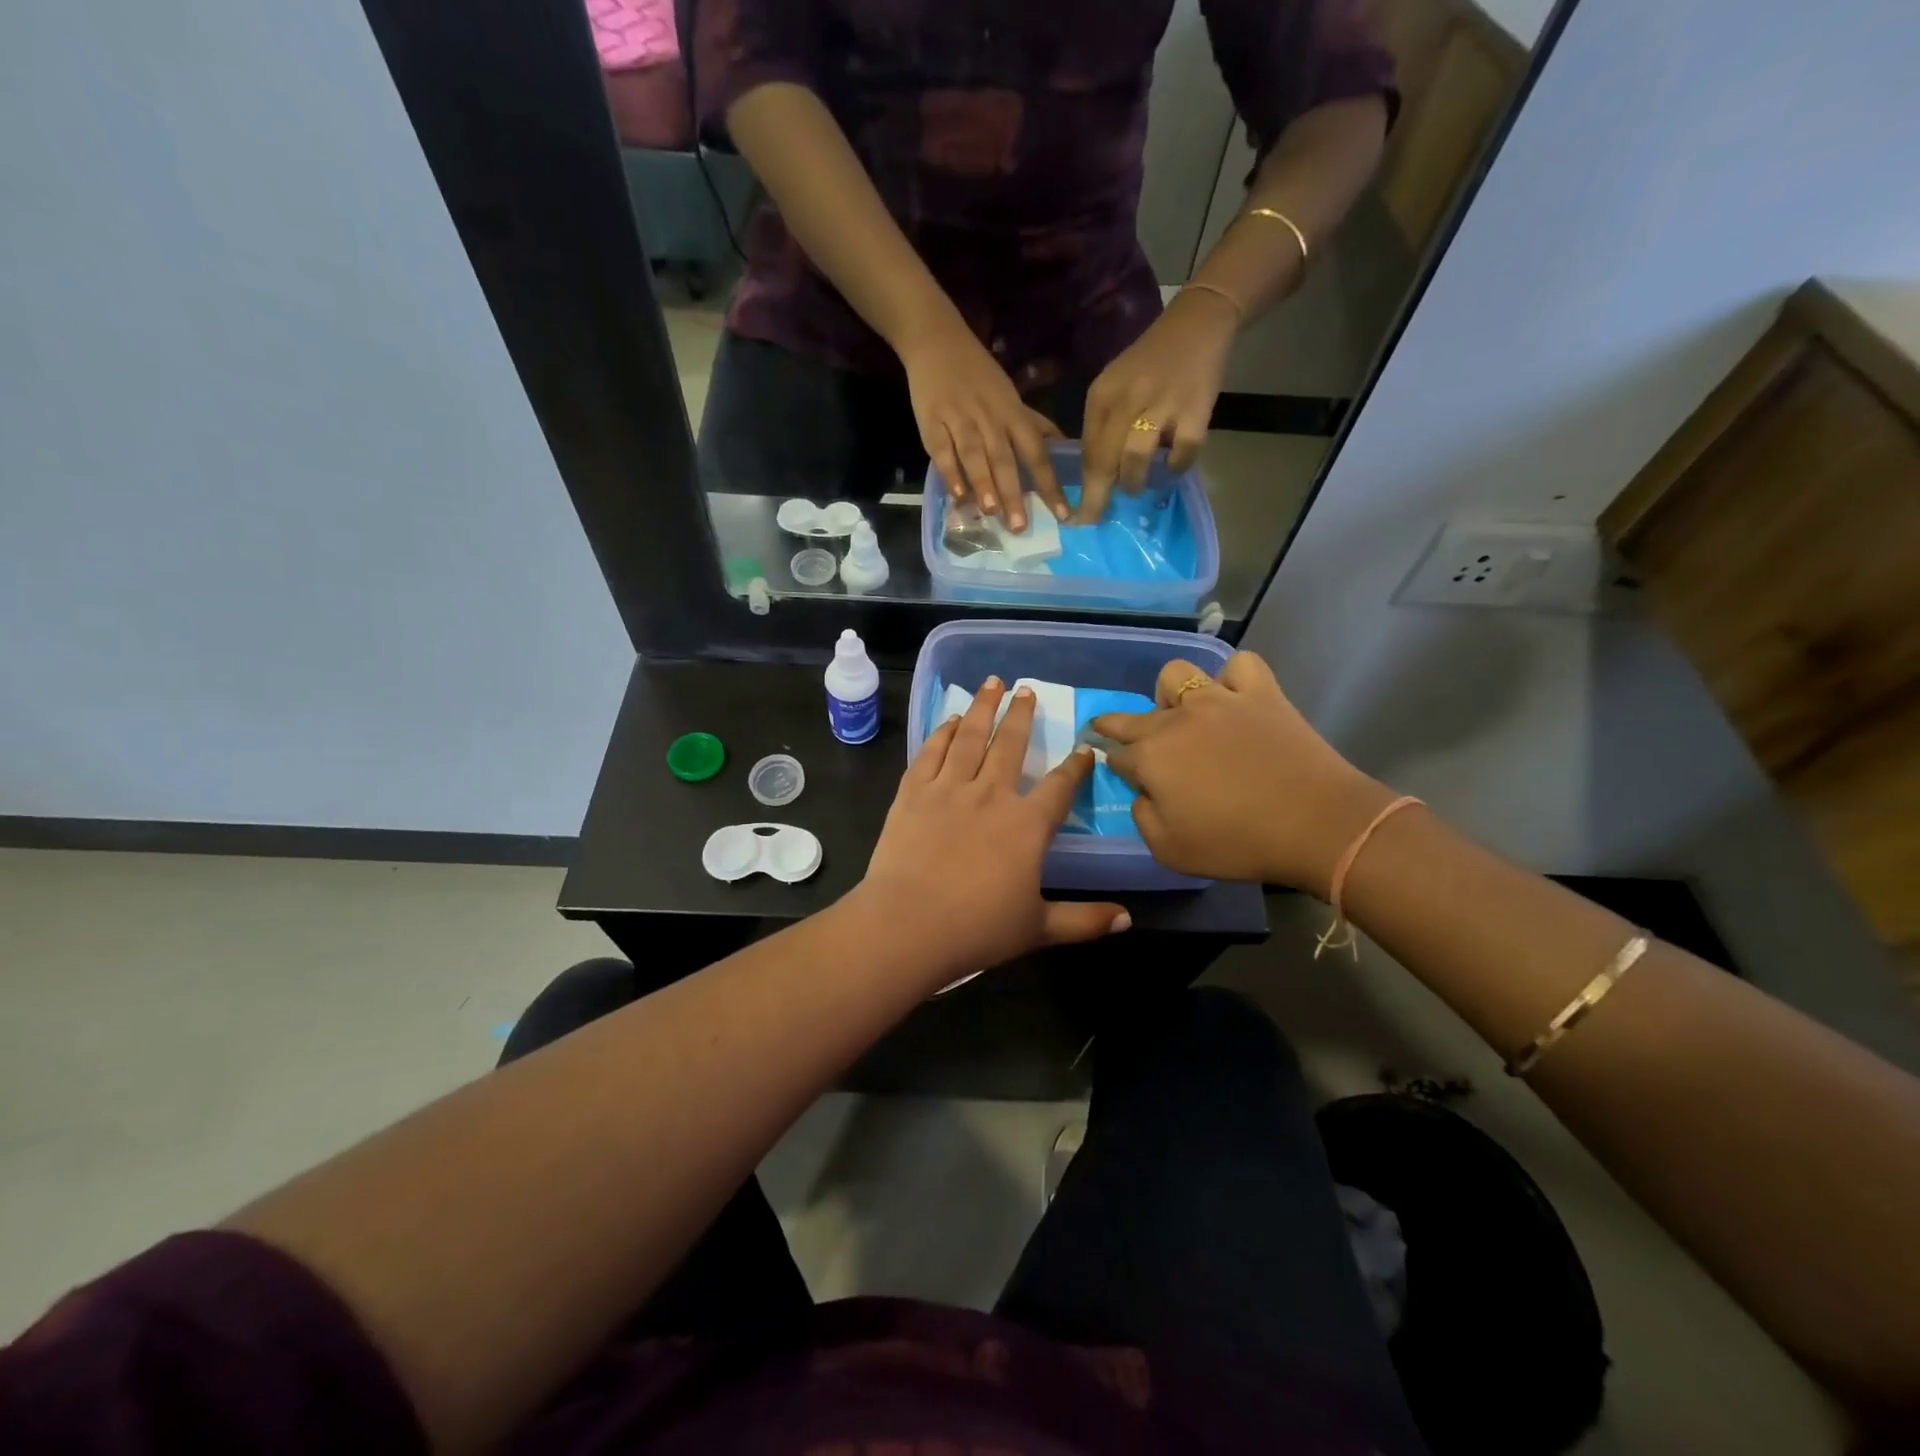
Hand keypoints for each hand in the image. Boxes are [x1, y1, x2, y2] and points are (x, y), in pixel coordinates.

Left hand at [859, 678, 1129, 986]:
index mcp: (1027, 825)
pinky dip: (942, 733)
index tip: (1085, 748)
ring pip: (970, 737)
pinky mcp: (913, 793)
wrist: (907, 925)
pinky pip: (931, 753)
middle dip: (1022, 715)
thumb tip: (1128, 919)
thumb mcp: (1038, 928)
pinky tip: (949, 720)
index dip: (1076, 766)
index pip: (1060, 786)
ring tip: (991, 683)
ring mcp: (949, 789)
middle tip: (1027, 690)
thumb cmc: (977, 929)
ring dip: (982, 707)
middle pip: (1011, 745)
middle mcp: (991, 795)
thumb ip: (1084, 921)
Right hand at [899, 317, 1067, 531]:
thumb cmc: (979, 374)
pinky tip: (957, 495)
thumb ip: (1034, 425)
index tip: (1062, 514)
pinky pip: (942, 450)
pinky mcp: (932, 421)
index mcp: (1012, 414)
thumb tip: (1064, 448)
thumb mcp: (1011, 396)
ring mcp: (960, 419)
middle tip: (1020, 526)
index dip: (1049, 484)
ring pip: (975, 454)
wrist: (937, 340)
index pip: (1036, 452)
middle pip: (1005, 458)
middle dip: (1014, 493)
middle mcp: (990, 418)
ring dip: (984, 483)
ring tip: (992, 512)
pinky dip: (950, 472)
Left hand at [1077, 288, 1237, 523]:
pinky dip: (1176, 467)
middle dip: (1098, 498)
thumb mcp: (1115, 386)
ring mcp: (1163, 404)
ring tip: (1136, 487)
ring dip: (1133, 482)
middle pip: (1105, 460)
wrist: (1197, 322)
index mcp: (1102, 395)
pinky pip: (1181, 453)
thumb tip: (1095, 476)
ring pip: (1135, 459)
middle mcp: (1128, 399)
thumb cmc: (1150, 362)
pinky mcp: (1196, 409)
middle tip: (1096, 520)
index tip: (1077, 515)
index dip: (1083, 487)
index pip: (1086, 451)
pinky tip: (1173, 467)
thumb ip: (1103, 426)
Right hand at [1094, 652, 1399, 894]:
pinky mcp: (1260, 693)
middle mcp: (1176, 720)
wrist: (1316, 825)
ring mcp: (1219, 700)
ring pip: (1176, 675)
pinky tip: (1234, 700)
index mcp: (1151, 758)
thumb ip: (1143, 817)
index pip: (1118, 756)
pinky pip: (1239, 666)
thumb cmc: (1238, 844)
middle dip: (1118, 726)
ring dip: (1172, 695)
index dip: (1119, 767)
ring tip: (1184, 716)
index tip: (1125, 774)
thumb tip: (1144, 793)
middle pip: (1135, 716)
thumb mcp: (1170, 851)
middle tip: (1122, 737)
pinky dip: (1232, 679)